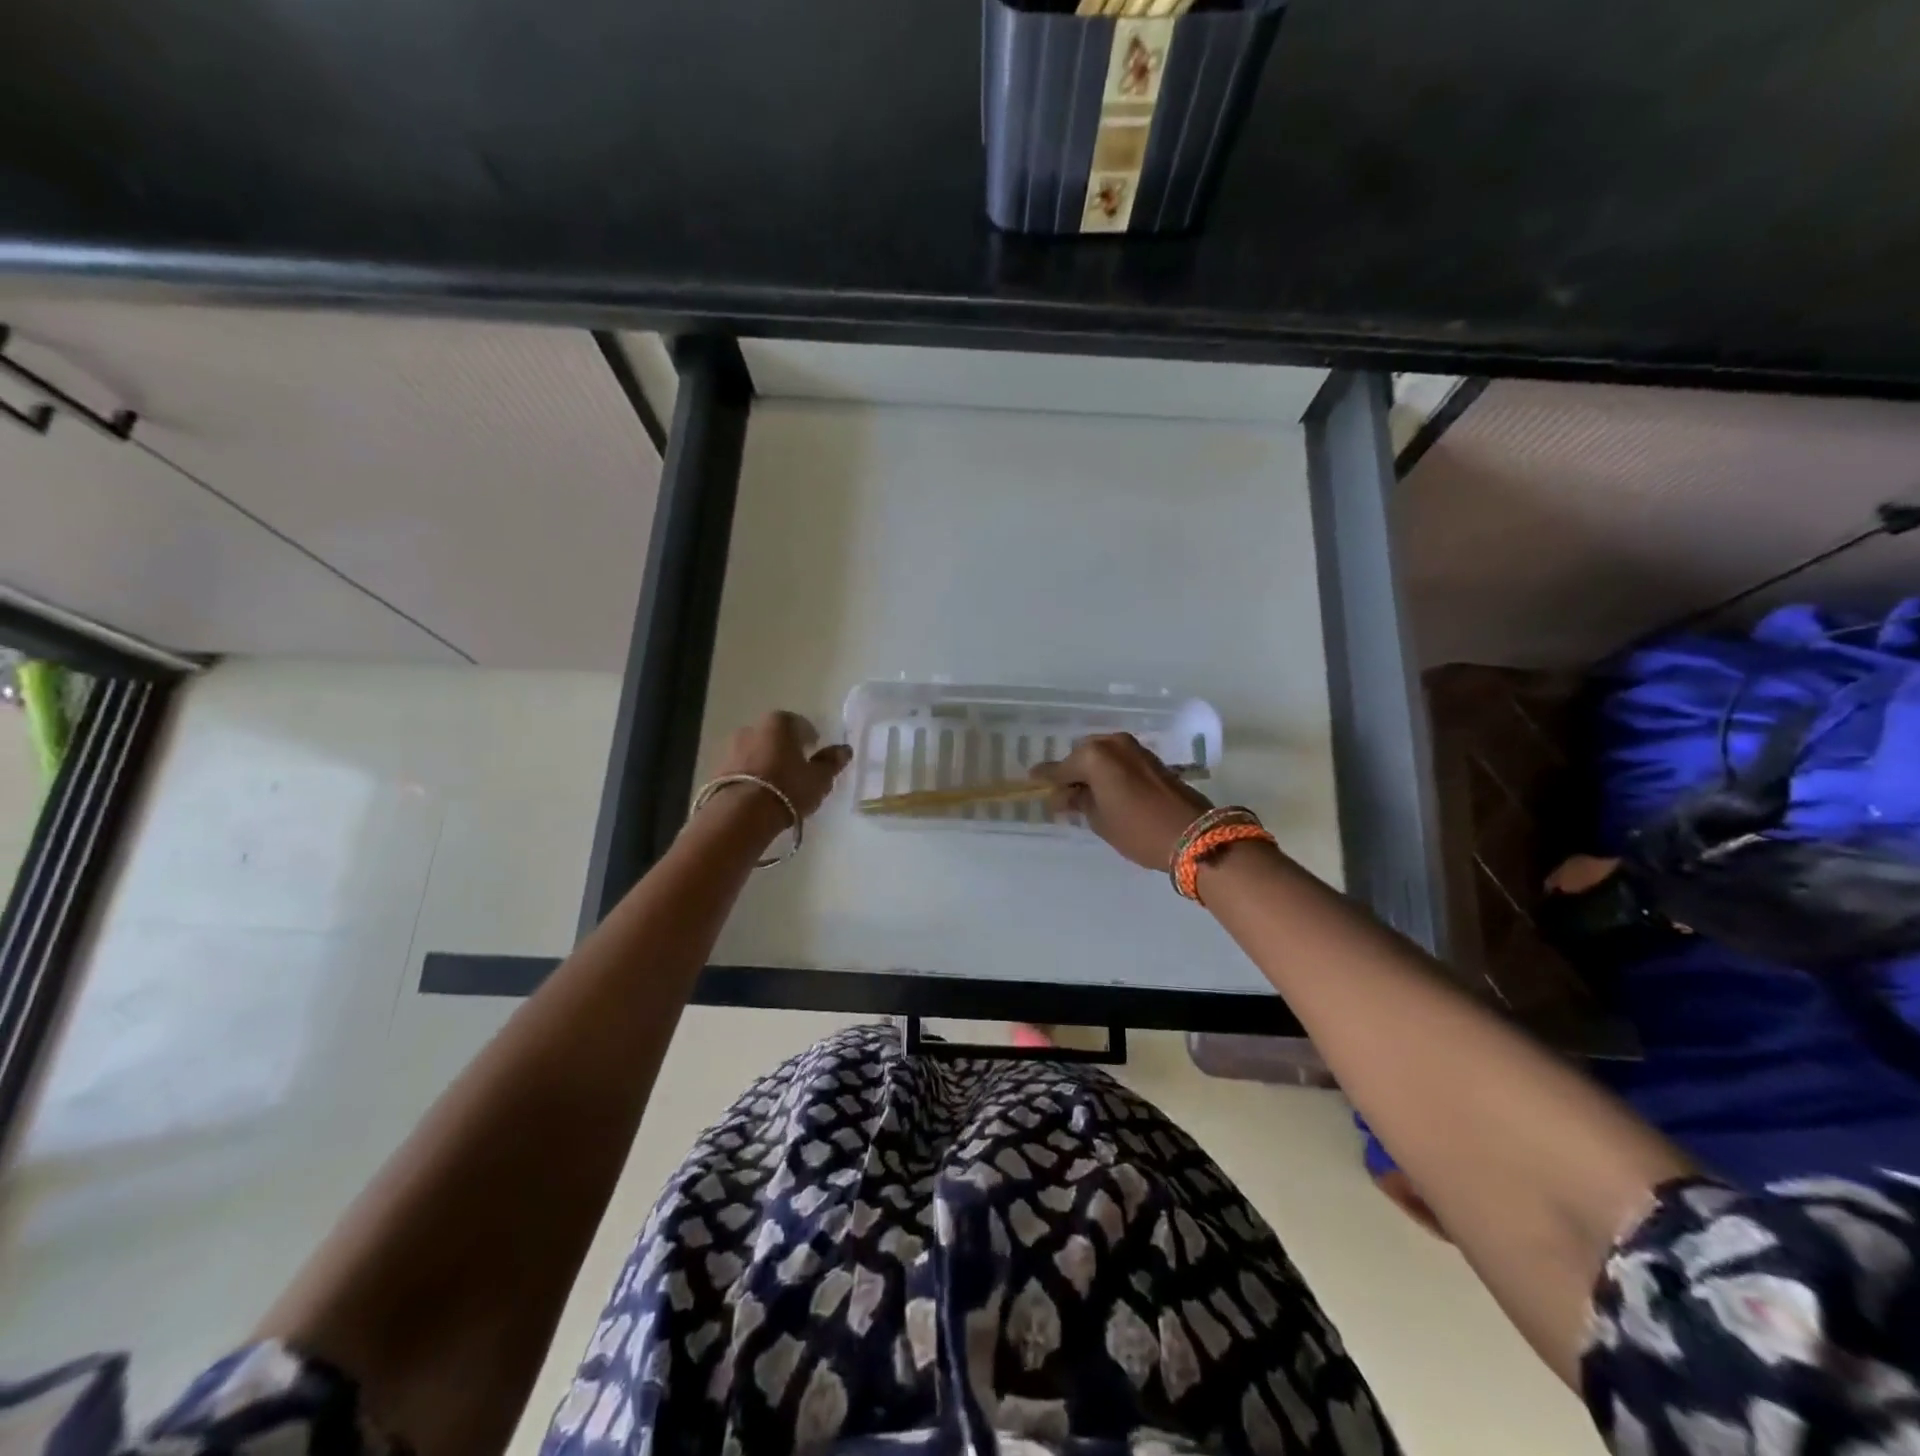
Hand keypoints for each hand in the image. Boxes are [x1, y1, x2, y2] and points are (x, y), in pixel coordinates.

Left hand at [708, 712, 851, 827]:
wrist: (740, 814)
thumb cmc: (787, 788)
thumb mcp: (819, 778)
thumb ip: (831, 762)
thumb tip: (844, 749)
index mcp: (779, 723)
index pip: (799, 724)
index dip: (809, 738)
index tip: (814, 752)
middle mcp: (752, 728)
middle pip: (774, 736)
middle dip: (784, 748)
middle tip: (797, 769)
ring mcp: (731, 748)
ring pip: (756, 752)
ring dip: (766, 763)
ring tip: (777, 785)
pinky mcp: (718, 770)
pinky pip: (741, 770)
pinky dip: (751, 777)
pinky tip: (760, 795)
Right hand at [1030, 733, 1211, 870]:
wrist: (1193, 835)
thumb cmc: (1137, 829)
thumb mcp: (1099, 820)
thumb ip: (1077, 802)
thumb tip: (1063, 795)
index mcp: (1094, 756)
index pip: (1060, 768)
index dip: (1045, 777)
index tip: (1031, 780)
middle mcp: (1113, 744)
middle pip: (1081, 756)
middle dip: (1071, 773)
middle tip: (1063, 795)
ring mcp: (1135, 749)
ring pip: (1102, 756)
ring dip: (1091, 771)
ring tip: (1084, 794)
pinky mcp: (1151, 759)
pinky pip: (1118, 760)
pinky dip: (1109, 771)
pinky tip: (1105, 790)